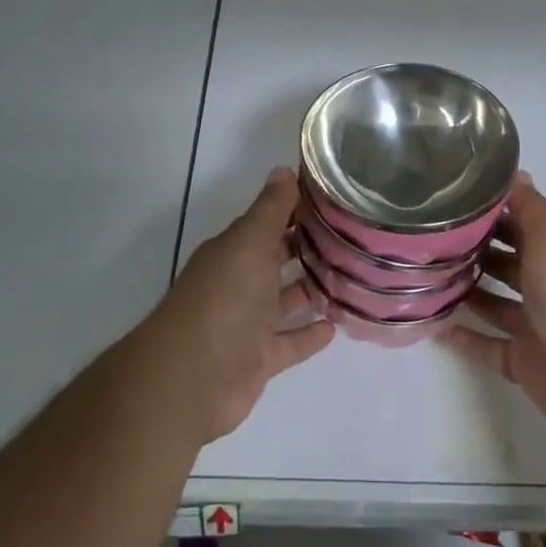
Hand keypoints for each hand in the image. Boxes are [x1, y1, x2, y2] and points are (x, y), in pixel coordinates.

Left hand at [149, 168, 334, 443]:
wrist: (192, 378)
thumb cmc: (224, 298)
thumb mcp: (250, 242)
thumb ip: (270, 209)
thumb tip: (283, 169)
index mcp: (235, 250)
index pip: (269, 222)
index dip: (298, 209)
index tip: (335, 200)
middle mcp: (240, 282)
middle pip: (277, 259)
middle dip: (308, 248)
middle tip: (353, 237)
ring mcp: (248, 323)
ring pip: (285, 301)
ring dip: (312, 290)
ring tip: (353, 277)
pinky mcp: (259, 360)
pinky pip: (289, 343)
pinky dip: (309, 334)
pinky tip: (336, 326)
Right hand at [441, 176, 545, 444]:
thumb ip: (530, 207)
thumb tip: (516, 172)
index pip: (521, 223)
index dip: (490, 213)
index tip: (450, 201)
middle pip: (506, 261)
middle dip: (473, 250)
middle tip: (427, 238)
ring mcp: (536, 325)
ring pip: (494, 302)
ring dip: (466, 290)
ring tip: (423, 276)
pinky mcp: (524, 362)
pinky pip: (488, 345)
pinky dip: (465, 337)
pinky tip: (433, 325)